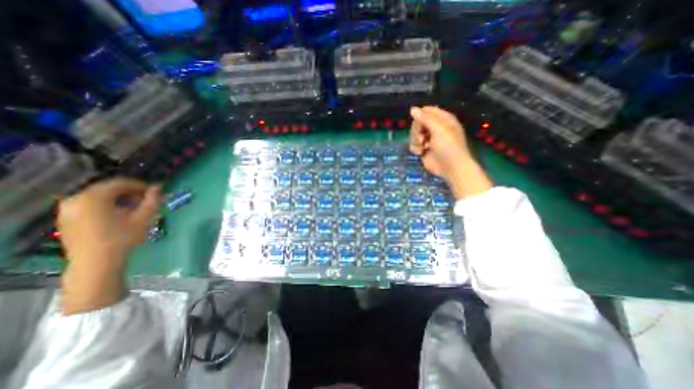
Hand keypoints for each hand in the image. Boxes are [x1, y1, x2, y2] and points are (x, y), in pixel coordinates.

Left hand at [57, 178, 160, 262]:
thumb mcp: (144, 218)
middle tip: (147, 200)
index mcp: (94, 196)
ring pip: (99, 198)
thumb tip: (158, 187)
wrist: (96, 264)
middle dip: (130, 193)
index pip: (121, 183)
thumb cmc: (123, 238)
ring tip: (135, 209)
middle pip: (108, 189)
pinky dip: (107, 206)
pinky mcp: (67, 220)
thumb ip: (152, 200)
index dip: (141, 186)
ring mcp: (68, 210)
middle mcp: (76, 199)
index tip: (155, 192)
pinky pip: (90, 206)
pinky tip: (120, 216)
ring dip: (119, 200)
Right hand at [408, 107, 489, 200]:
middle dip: (417, 130)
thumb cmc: (448, 146)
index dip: (420, 115)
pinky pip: (413, 144)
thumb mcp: (438, 129)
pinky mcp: (423, 149)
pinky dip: (415, 148)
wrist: (451, 167)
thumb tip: (412, 109)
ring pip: (414, 134)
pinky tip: (421, 152)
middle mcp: (435, 127)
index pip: (426, 111)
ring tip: (422, 146)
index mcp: (442, 119)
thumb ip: (424, 118)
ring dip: (415, 140)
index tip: (418, 123)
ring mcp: (428, 139)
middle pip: (417, 123)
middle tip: (422, 138)